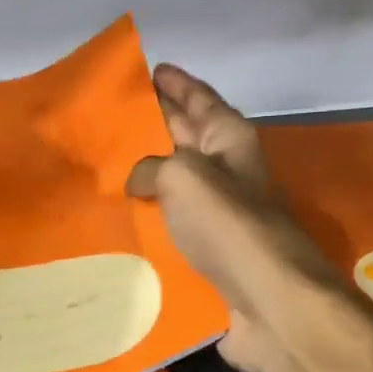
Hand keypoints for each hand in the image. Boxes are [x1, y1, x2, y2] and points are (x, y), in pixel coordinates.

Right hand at [126, 65, 348, 371]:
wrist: (269, 301)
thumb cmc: (230, 225)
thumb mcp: (184, 176)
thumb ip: (152, 168)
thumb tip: (138, 181)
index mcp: (230, 140)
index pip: (200, 98)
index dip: (176, 82)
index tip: (149, 69)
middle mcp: (227, 171)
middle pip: (186, 136)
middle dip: (154, 122)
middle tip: (111, 115)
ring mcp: (220, 214)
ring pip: (175, 183)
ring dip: (145, 174)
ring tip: (103, 165)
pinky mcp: (210, 252)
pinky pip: (172, 224)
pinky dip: (149, 218)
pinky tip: (118, 218)